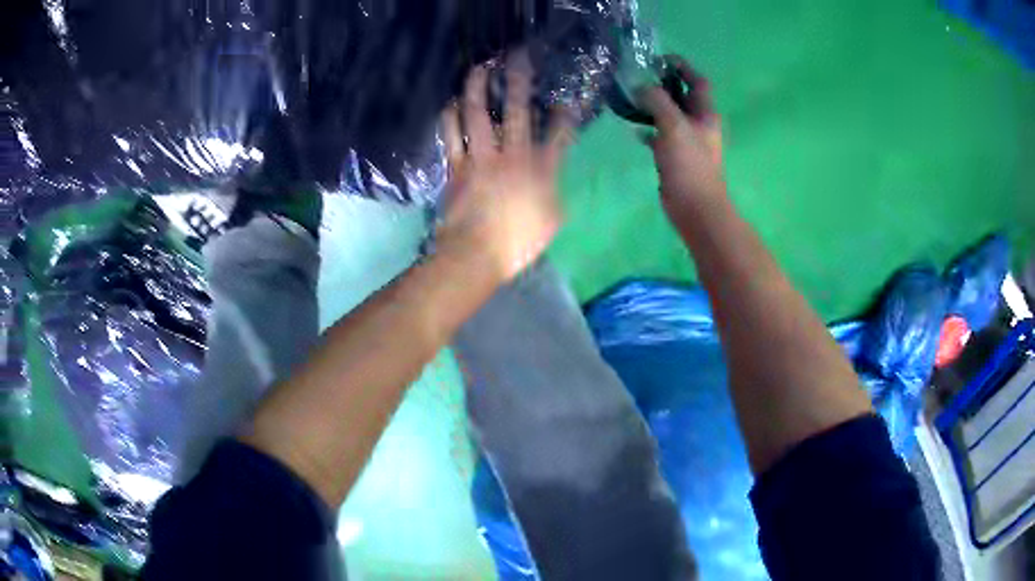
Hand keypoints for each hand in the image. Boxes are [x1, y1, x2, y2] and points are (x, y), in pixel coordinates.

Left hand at [436, 51, 574, 282]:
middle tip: (518, 57)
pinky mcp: (456, 166)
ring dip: (477, 87)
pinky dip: (451, 116)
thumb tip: (553, 173)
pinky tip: (453, 102)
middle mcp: (512, 155)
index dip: (564, 114)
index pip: (558, 134)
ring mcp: (481, 157)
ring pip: (478, 113)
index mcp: (541, 169)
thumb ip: (555, 189)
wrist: (476, 255)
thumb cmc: (518, 243)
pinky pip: (451, 134)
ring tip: (479, 68)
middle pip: (517, 109)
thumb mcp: (552, 218)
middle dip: (519, 79)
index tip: (565, 102)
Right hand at [639, 55, 724, 218]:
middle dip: (662, 84)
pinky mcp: (675, 157)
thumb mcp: (673, 126)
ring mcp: (687, 140)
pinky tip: (634, 131)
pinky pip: (661, 136)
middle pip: (682, 95)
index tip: (658, 60)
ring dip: (653, 106)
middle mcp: (698, 123)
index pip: (697, 80)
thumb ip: (658, 101)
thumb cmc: (689, 164)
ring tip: (630, 99)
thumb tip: (640, 85)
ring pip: (669, 115)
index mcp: (705, 113)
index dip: (682, 66)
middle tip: (638, 78)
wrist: (695, 207)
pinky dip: (649, 130)